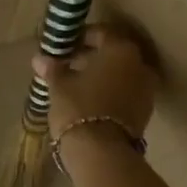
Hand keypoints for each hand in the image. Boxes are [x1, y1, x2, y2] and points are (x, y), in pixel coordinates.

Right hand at [32, 24, 158, 146]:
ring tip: (77, 85)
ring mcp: (147, 89)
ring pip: (122, 74)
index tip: (65, 45)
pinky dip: (111, 92)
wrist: (102, 153)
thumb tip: (39, 59)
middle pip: (114, 54)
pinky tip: (91, 101)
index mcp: (121, 50)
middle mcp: (140, 65)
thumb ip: (53, 69)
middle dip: (92, 57)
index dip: (81, 37)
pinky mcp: (145, 112)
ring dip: (102, 76)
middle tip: (68, 64)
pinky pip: (126, 92)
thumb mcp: (60, 86)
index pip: (101, 33)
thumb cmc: (79, 108)